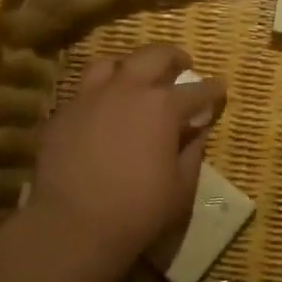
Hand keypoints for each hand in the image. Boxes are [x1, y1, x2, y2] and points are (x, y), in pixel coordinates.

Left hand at [31, 44, 225, 260]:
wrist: (72, 225)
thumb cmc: (139, 210)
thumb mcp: (181, 187)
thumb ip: (192, 151)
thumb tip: (197, 130)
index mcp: (163, 106)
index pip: (197, 90)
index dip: (212, 90)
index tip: (219, 90)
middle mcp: (126, 89)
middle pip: (154, 56)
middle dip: (173, 58)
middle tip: (182, 65)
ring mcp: (88, 97)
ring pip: (110, 63)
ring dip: (129, 66)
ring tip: (135, 79)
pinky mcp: (61, 114)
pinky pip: (82, 92)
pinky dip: (99, 94)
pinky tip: (101, 112)